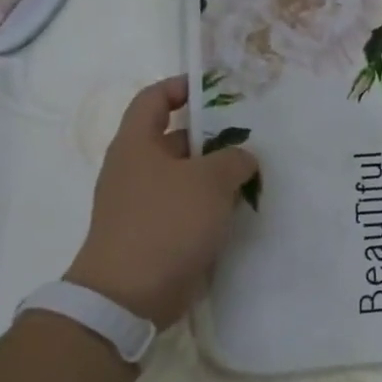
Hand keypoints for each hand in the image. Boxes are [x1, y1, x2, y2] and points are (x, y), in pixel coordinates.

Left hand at [63, 76, 258, 327]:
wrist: (129, 294)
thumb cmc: (166, 222)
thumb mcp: (210, 181)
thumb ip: (233, 159)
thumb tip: (242, 158)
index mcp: (136, 144)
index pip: (153, 100)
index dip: (180, 87)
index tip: (214, 89)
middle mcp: (135, 169)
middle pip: (173, 139)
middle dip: (211, 135)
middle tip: (249, 137)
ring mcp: (142, 204)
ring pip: (184, 176)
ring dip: (215, 173)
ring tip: (252, 174)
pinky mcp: (154, 233)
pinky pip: (185, 207)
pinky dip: (209, 204)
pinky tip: (237, 210)